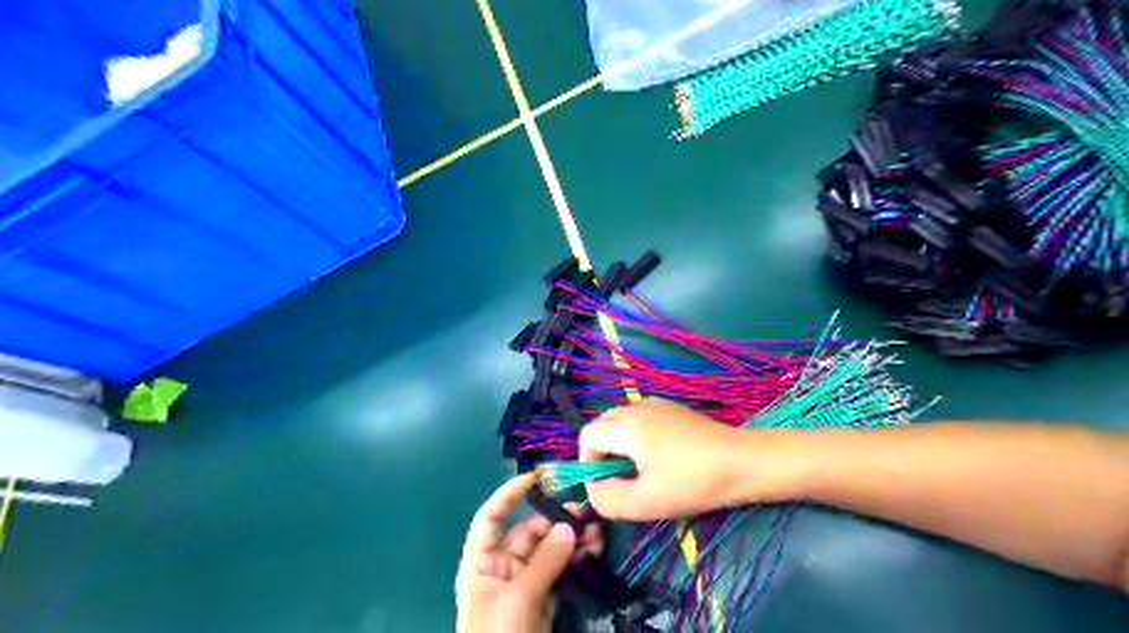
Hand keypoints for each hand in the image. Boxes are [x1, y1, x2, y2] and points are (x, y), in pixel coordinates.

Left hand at [457, 474, 602, 632]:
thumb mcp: (518, 598)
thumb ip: (545, 561)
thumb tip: (569, 527)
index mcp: (481, 563)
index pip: (490, 518)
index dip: (509, 495)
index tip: (535, 478)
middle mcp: (501, 568)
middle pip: (529, 532)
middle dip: (557, 519)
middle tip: (587, 510)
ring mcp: (525, 584)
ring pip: (550, 551)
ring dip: (572, 538)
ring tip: (598, 530)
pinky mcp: (544, 600)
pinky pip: (561, 571)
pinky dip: (577, 559)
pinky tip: (594, 549)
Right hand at [581, 401, 792, 519]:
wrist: (743, 462)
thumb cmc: (693, 482)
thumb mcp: (646, 502)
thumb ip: (608, 498)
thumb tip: (594, 489)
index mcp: (627, 425)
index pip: (587, 435)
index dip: (587, 462)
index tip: (605, 486)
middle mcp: (638, 407)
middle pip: (602, 424)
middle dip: (601, 453)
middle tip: (619, 480)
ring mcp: (657, 405)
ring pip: (621, 421)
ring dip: (619, 445)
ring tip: (639, 471)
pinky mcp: (673, 409)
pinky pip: (640, 419)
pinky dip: (636, 437)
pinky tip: (659, 458)